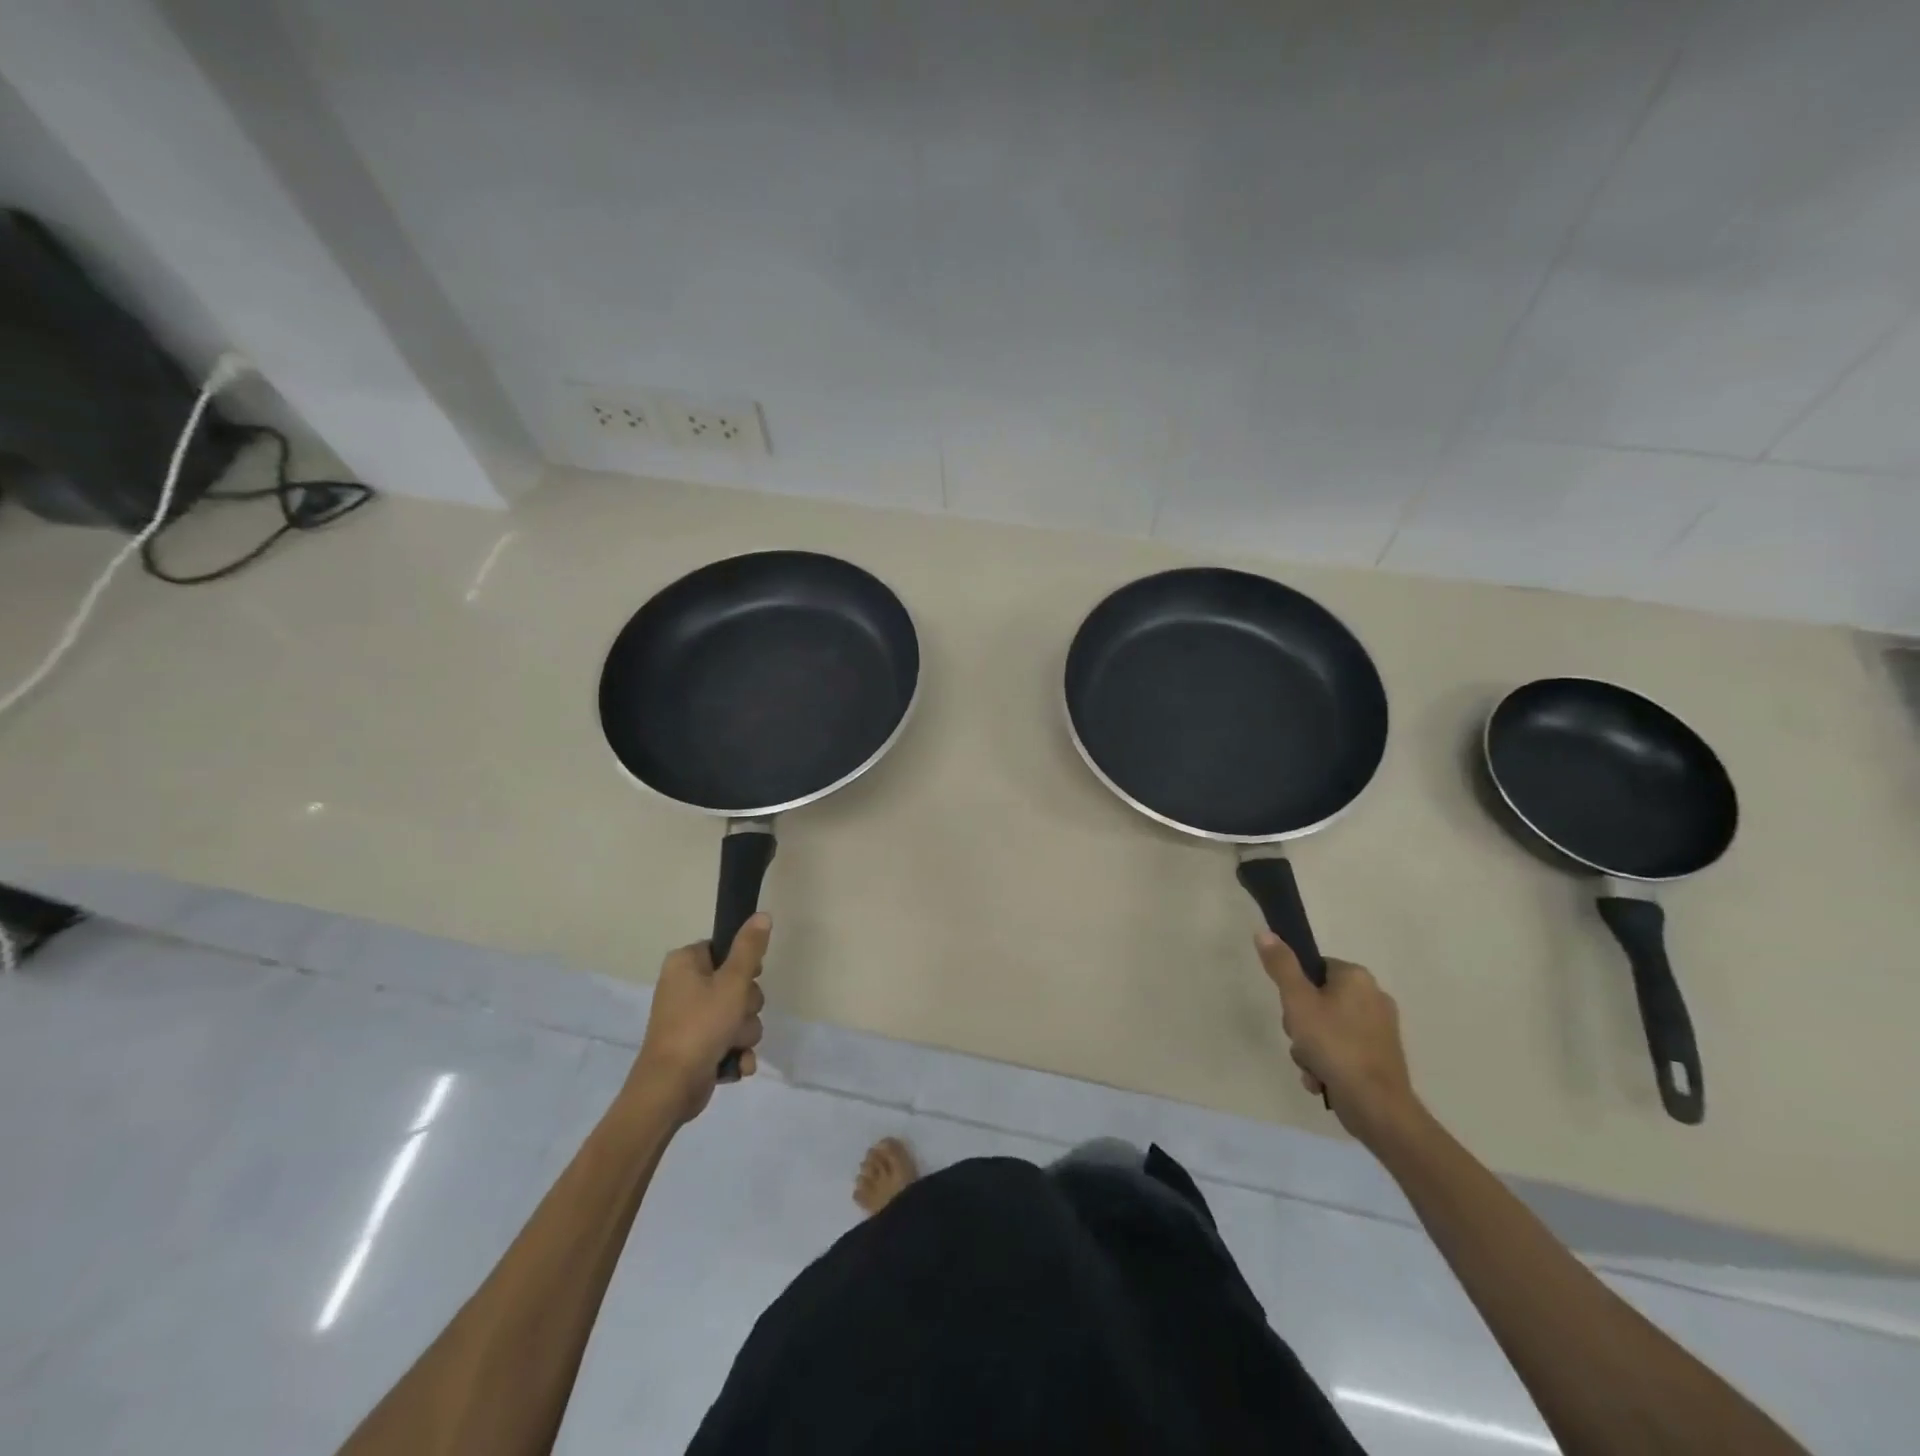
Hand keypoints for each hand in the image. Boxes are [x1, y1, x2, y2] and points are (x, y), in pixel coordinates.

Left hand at [629, 914, 768, 1124]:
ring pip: (738, 1015)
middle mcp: (684, 987)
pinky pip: (730, 1040)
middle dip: (746, 1006)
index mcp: (685, 963)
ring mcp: (690, 1019)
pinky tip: (735, 1064)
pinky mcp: (697, 1046)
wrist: (670, 1088)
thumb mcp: (732, 982)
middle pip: (737, 984)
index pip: (725, 949)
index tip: (748, 979)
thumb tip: (763, 914)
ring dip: (744, 1032)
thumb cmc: (701, 1026)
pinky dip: (736, 1052)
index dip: (744, 965)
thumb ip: (750, 948)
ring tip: (732, 1045)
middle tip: (736, 1016)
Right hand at [1256, 931, 1419, 1146]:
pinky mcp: (1381, 1056)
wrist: (1377, 1106)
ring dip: (1311, 1047)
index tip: (1292, 1011)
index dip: (1295, 989)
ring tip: (1311, 1066)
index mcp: (1357, 977)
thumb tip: (1265, 932)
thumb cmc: (1334, 1045)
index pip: (1315, 968)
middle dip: (1301, 1024)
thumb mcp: (1297, 1002)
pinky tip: (1322, 1079)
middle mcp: (1374, 997)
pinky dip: (1328, 1062)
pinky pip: (1343, 1050)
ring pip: (1328, 1027)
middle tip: (1300, 1039)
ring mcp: (1381, 1029)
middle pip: (1319, 999)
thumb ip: (1281, 966)